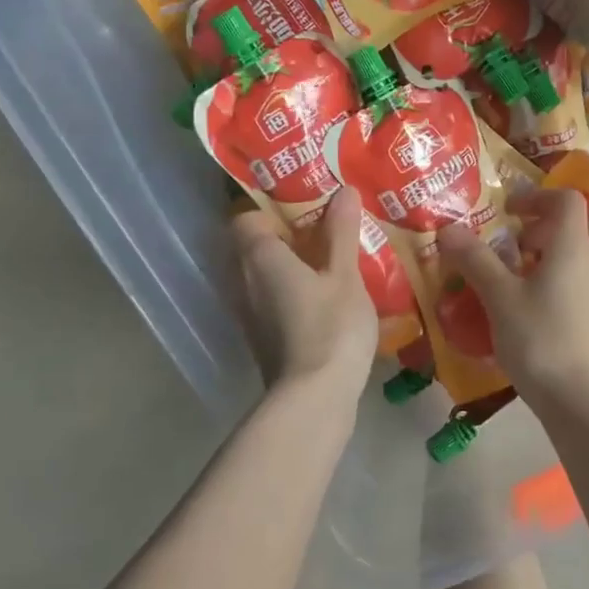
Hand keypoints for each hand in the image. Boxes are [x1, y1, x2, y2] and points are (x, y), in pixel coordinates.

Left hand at [232, 187, 377, 394]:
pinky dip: (292, 294)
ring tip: (331, 263)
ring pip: (263, 278)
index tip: (308, 208)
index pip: (246, 219)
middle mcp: (243, 282)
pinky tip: (326, 300)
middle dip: (287, 238)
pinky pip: (272, 302)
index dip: (272, 210)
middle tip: (327, 231)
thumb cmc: (330, 327)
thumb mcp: (344, 275)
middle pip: (254, 248)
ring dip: (291, 268)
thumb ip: (341, 232)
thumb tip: (342, 189)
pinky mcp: (262, 340)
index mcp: (259, 257)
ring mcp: (250, 315)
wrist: (314, 399)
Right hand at [438, 188, 588, 410]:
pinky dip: (581, 276)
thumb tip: (447, 228)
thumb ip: (475, 260)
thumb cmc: (539, 341)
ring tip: (540, 268)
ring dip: (574, 248)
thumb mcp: (499, 298)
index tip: (509, 210)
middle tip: (524, 243)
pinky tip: (553, 299)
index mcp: (573, 247)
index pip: (567, 200)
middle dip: (556, 223)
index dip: (538, 196)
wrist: (582, 399)